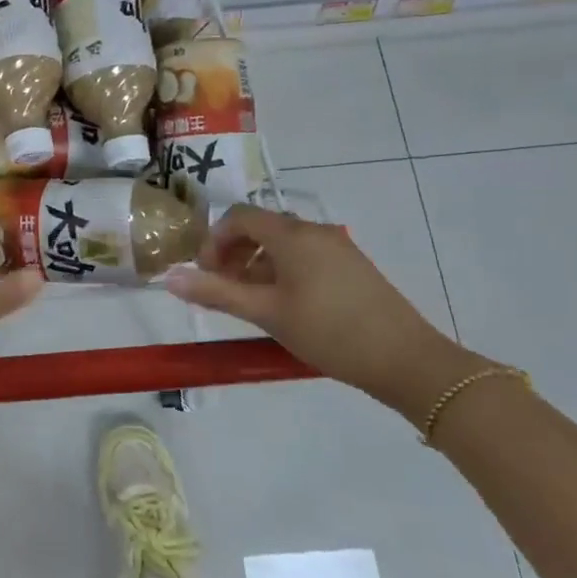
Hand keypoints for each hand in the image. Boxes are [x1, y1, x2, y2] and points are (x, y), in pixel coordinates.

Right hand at [162, 205, 480, 418]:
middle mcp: (314, 230)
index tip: (206, 273)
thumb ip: (216, 292)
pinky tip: (286, 306)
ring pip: (284, 243)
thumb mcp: (266, 313)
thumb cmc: (328, 332)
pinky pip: (306, 256)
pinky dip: (284, 270)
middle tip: (224, 288)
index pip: (239, 216)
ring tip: (251, 301)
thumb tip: (168, 277)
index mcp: (291, 234)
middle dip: (234, 252)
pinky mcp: (353, 267)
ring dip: (258, 263)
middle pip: (261, 227)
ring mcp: (338, 247)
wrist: (408, 361)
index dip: (214, 240)